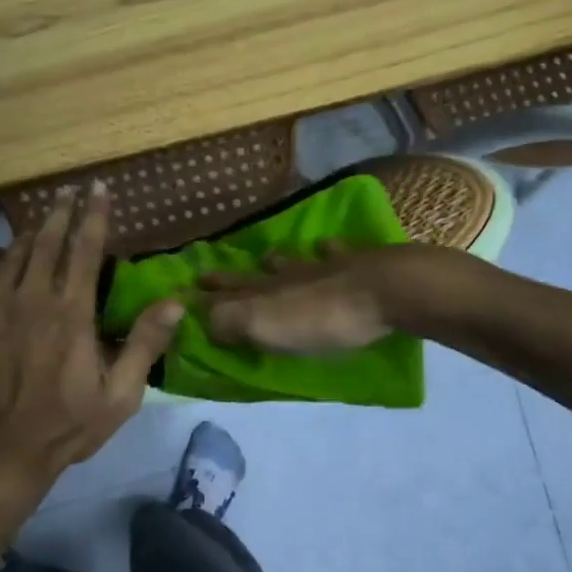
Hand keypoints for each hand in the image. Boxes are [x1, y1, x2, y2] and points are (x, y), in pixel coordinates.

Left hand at [0, 183, 183, 494]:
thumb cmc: (66, 426)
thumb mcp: (119, 395)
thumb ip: (144, 344)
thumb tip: (175, 302)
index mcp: (69, 313)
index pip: (84, 249)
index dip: (94, 215)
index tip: (98, 189)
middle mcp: (28, 300)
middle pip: (45, 241)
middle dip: (60, 212)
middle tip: (68, 192)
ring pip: (11, 256)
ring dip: (30, 234)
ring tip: (42, 220)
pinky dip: (0, 265)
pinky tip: (7, 264)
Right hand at [201, 243, 437, 353]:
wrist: (386, 290)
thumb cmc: (322, 317)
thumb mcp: (265, 326)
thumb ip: (229, 321)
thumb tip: (201, 317)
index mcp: (265, 292)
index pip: (226, 295)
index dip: (205, 296)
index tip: (185, 289)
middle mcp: (289, 275)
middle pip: (253, 276)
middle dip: (230, 277)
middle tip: (207, 272)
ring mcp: (324, 266)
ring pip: (293, 261)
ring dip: (276, 260)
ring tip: (265, 257)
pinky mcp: (358, 265)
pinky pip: (336, 253)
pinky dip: (328, 251)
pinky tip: (327, 246)